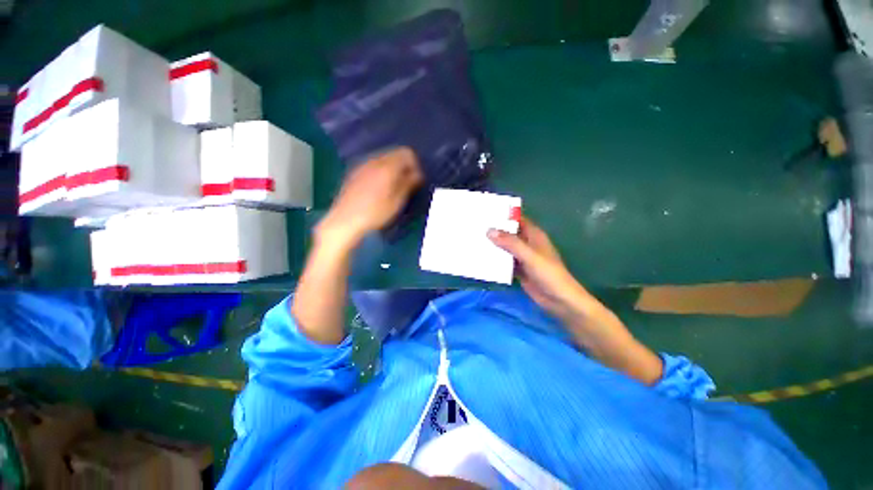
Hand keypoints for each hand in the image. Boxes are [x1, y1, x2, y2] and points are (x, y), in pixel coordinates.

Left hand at [318, 147, 422, 247]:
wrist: (345, 220)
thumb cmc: (376, 213)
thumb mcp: (397, 201)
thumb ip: (409, 184)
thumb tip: (418, 174)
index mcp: (388, 167)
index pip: (407, 153)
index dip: (415, 165)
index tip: (415, 180)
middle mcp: (375, 161)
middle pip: (395, 153)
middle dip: (404, 166)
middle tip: (406, 184)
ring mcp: (362, 165)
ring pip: (383, 159)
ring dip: (392, 169)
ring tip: (392, 187)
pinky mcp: (354, 172)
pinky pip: (373, 165)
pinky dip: (380, 172)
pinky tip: (378, 189)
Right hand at [490, 215, 664, 384]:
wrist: (559, 301)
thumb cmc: (549, 274)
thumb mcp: (530, 256)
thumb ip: (511, 243)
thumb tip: (489, 230)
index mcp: (533, 235)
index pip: (517, 219)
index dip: (503, 214)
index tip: (485, 211)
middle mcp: (527, 243)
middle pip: (509, 233)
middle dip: (494, 230)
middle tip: (474, 226)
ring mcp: (522, 257)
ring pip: (505, 247)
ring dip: (493, 245)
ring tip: (474, 239)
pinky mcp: (518, 270)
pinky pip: (504, 261)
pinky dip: (495, 259)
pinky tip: (481, 257)